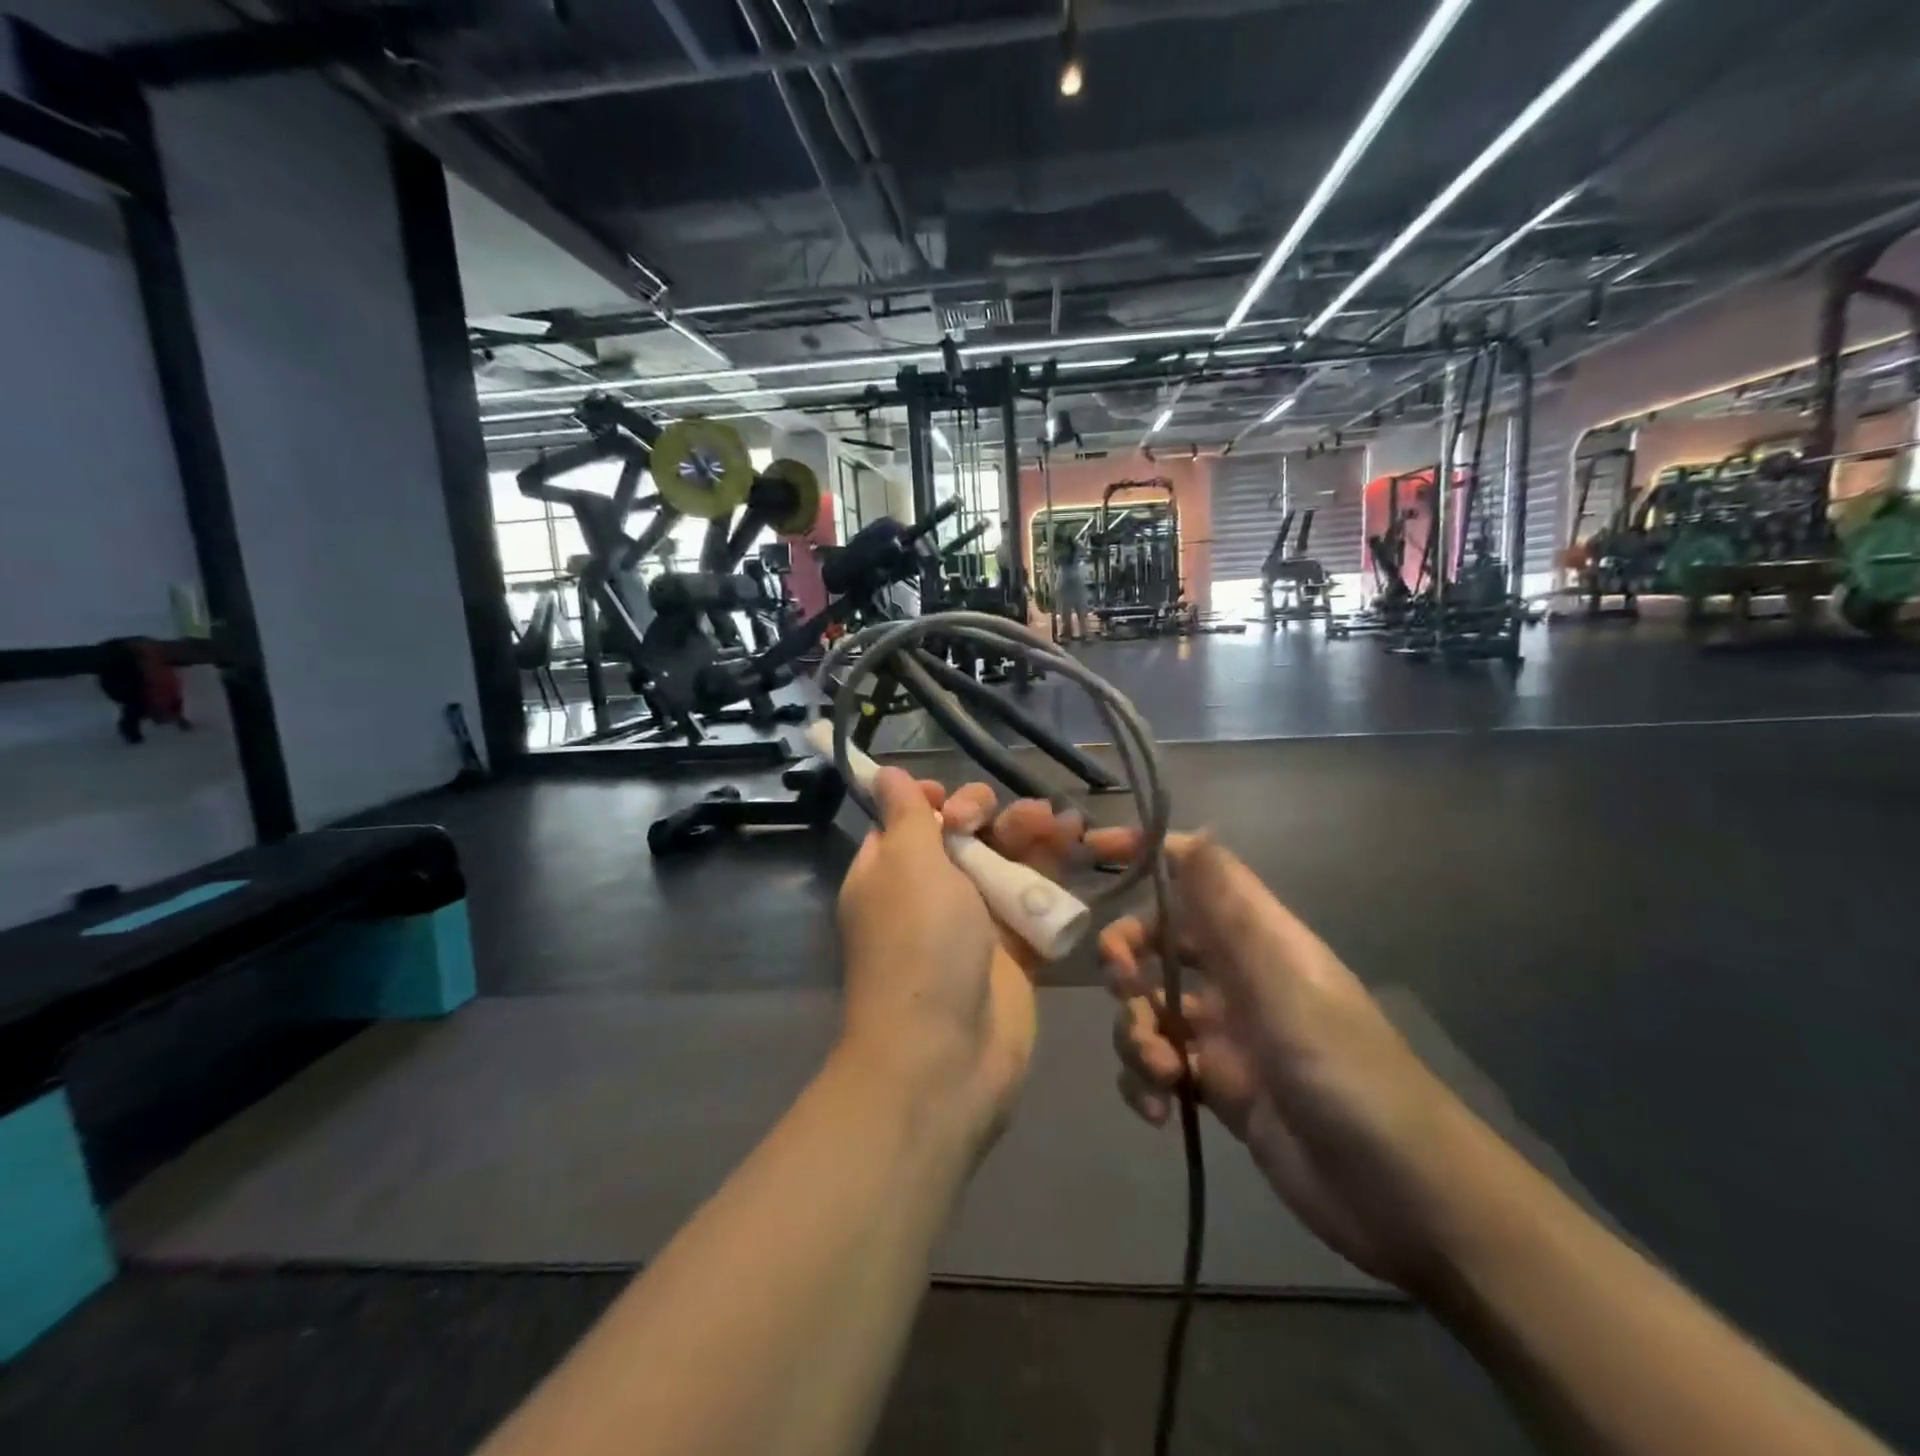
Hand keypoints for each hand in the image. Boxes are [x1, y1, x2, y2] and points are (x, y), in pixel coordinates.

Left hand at [835, 769, 1036, 1145]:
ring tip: (1061, 821)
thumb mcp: (905, 864)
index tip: (952, 802)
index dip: (935, 802)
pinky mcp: (1013, 949)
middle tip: (1019, 817)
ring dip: (1031, 835)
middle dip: (991, 816)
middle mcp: (928, 893)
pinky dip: (1053, 872)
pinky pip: (1033, 898)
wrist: (946, 1052)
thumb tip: (882, 773)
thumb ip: (905, 814)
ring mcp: (972, 923)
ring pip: (1004, 862)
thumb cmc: (918, 943)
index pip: (910, 821)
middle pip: (964, 836)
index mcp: (888, 872)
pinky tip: (1076, 843)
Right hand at [1103, 835, 1489, 1291]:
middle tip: (1123, 984)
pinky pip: (1156, 1063)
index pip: (1195, 872)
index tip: (1095, 854)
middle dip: (1125, 957)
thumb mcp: (1283, 983)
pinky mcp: (1215, 1085)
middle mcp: (1235, 975)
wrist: (1401, 1196)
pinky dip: (1145, 1081)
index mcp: (1256, 936)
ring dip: (1135, 1033)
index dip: (1147, 854)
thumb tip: (1197, 829)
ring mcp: (1223, 1032)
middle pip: (1156, 940)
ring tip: (1162, 1072)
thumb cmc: (1343, 1071)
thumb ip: (1231, 911)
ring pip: (1147, 1006)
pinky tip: (1160, 1109)